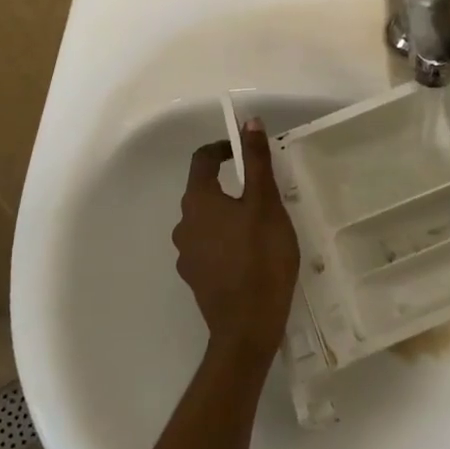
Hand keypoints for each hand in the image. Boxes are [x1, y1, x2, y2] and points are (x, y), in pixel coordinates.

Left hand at [171, 120, 300, 367]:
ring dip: (228, 214)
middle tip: (262, 191)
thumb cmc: (260, 257)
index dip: (223, 148)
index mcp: (198, 200)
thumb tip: (248, 121)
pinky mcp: (196, 277)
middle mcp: (184, 223)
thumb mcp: (266, 203)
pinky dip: (226, 240)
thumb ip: (256, 162)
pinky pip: (209, 246)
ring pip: (207, 220)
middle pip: (203, 191)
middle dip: (230, 184)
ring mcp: (187, 254)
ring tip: (260, 224)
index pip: (202, 159)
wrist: (247, 327)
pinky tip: (250, 254)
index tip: (246, 151)